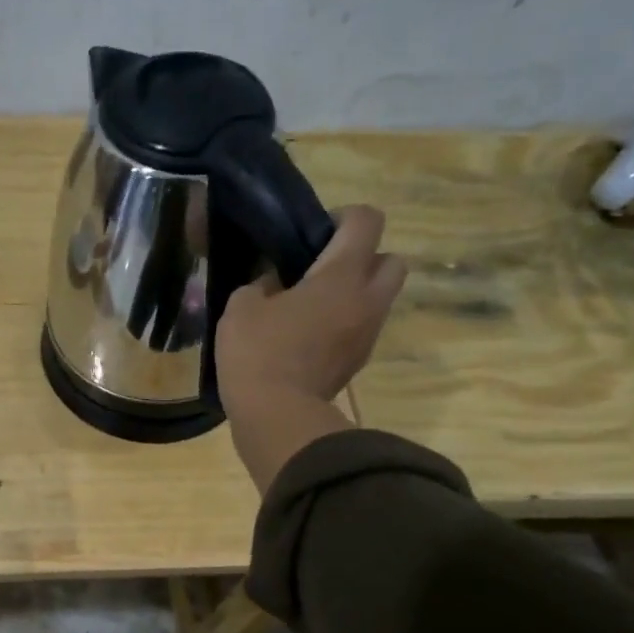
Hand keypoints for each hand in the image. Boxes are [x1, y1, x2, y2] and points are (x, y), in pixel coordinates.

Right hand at [215, 205, 406, 492]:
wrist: (277, 416)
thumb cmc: (258, 353)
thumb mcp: (241, 307)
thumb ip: (260, 284)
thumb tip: (273, 283)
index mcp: (341, 276)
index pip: (367, 222)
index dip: (344, 216)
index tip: (315, 232)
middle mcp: (367, 300)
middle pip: (392, 260)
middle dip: (365, 257)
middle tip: (325, 268)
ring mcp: (367, 334)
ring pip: (380, 297)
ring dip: (356, 292)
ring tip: (313, 303)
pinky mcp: (358, 361)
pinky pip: (362, 327)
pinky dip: (345, 322)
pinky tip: (309, 334)